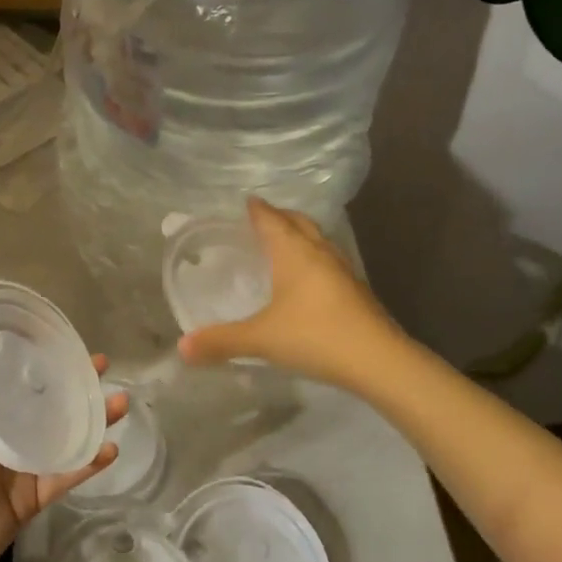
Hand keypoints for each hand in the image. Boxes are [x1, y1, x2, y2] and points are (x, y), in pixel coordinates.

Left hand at [0, 324, 125, 561]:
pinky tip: (110, 447)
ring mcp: (20, 466)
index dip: (35, 356)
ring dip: (93, 418)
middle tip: (102, 363)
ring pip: (64, 435)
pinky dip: (89, 462)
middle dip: (74, 383)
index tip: (60, 336)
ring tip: (121, 400)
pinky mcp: (31, 498)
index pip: (10, 375)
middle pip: (46, 401)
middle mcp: (2, 433)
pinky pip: (66, 475)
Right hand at [177, 197, 402, 388]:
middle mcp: (319, 252)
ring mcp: (342, 270)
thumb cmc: (315, 336)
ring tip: (284, 242)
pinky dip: (314, 257)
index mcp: (294, 252)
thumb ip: (222, 341)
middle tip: (262, 218)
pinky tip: (309, 278)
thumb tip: (181, 347)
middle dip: (280, 216)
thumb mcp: (262, 339)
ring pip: (318, 239)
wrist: (379, 360)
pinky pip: (329, 260)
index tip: (246, 201)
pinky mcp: (356, 290)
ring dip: (300, 234)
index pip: (271, 220)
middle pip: (298, 222)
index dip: (257, 210)